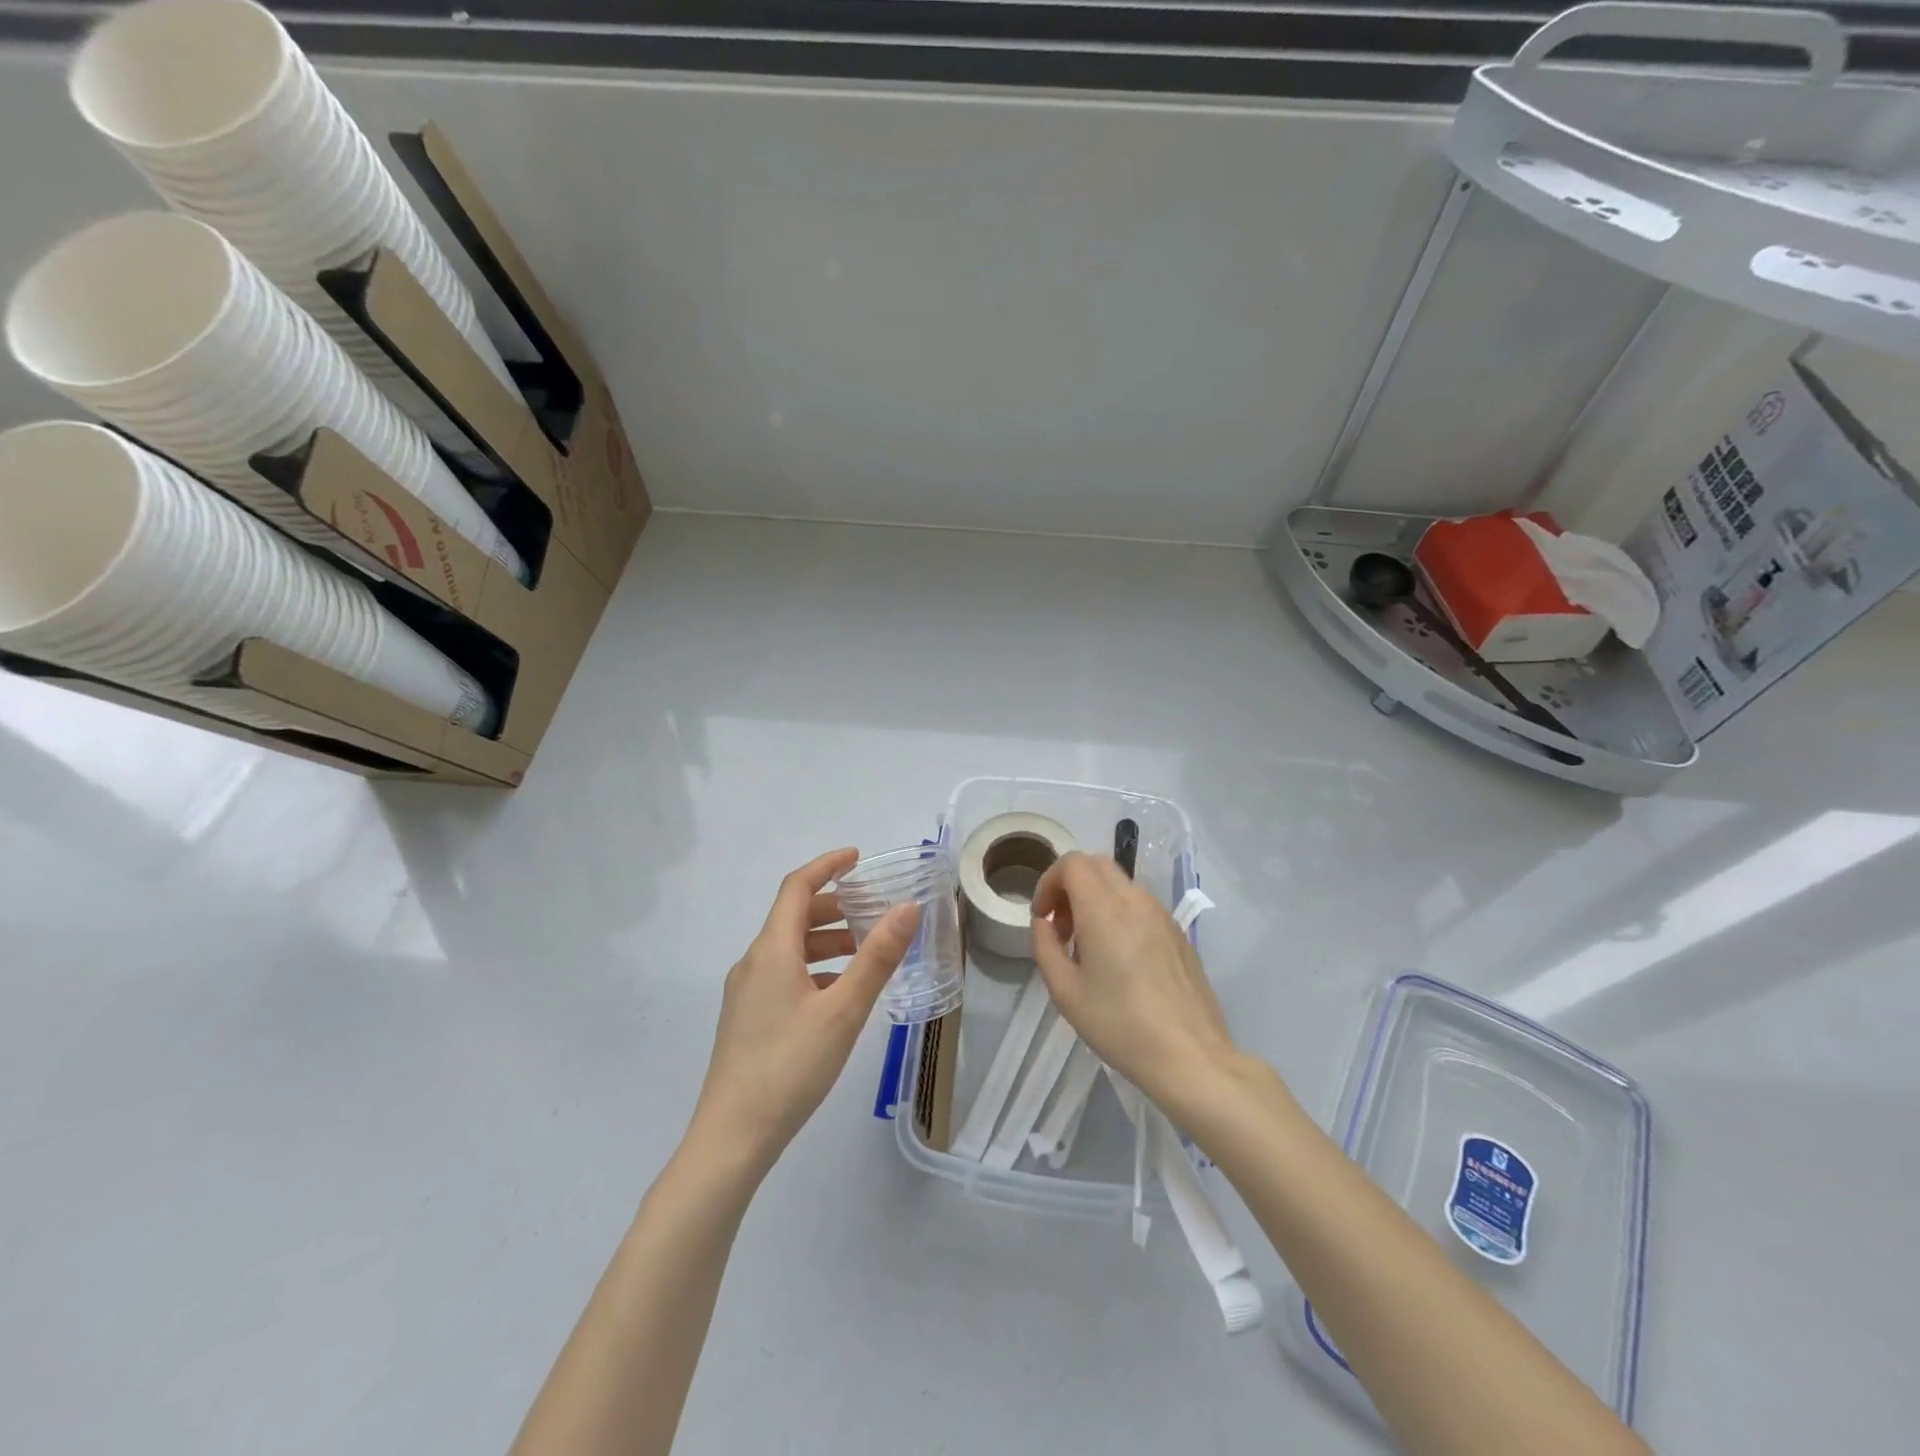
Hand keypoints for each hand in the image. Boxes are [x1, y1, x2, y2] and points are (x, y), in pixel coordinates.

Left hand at [690, 848, 920, 1171]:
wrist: (733, 1137)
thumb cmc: (790, 1066)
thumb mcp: (844, 1010)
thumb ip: (877, 957)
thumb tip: (907, 908)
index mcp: (772, 951)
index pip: (797, 887)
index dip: (827, 865)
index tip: (858, 857)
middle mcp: (754, 962)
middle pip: (794, 916)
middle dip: (835, 905)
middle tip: (874, 910)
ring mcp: (747, 992)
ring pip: (790, 948)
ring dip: (827, 939)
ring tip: (867, 951)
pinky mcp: (748, 1018)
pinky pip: (784, 973)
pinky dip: (815, 967)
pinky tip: (839, 993)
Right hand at [1030, 851, 1237, 1110]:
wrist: (1190, 1056)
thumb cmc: (1120, 1025)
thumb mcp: (1065, 992)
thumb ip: (1045, 946)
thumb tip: (1045, 923)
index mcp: (1104, 909)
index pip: (1072, 863)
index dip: (1049, 882)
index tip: (1043, 917)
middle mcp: (1135, 900)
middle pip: (1097, 864)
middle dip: (1070, 885)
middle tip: (1062, 927)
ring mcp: (1162, 914)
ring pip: (1120, 883)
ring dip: (1095, 899)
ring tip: (1089, 946)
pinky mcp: (1179, 933)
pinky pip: (1141, 905)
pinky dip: (1120, 913)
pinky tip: (1120, 959)